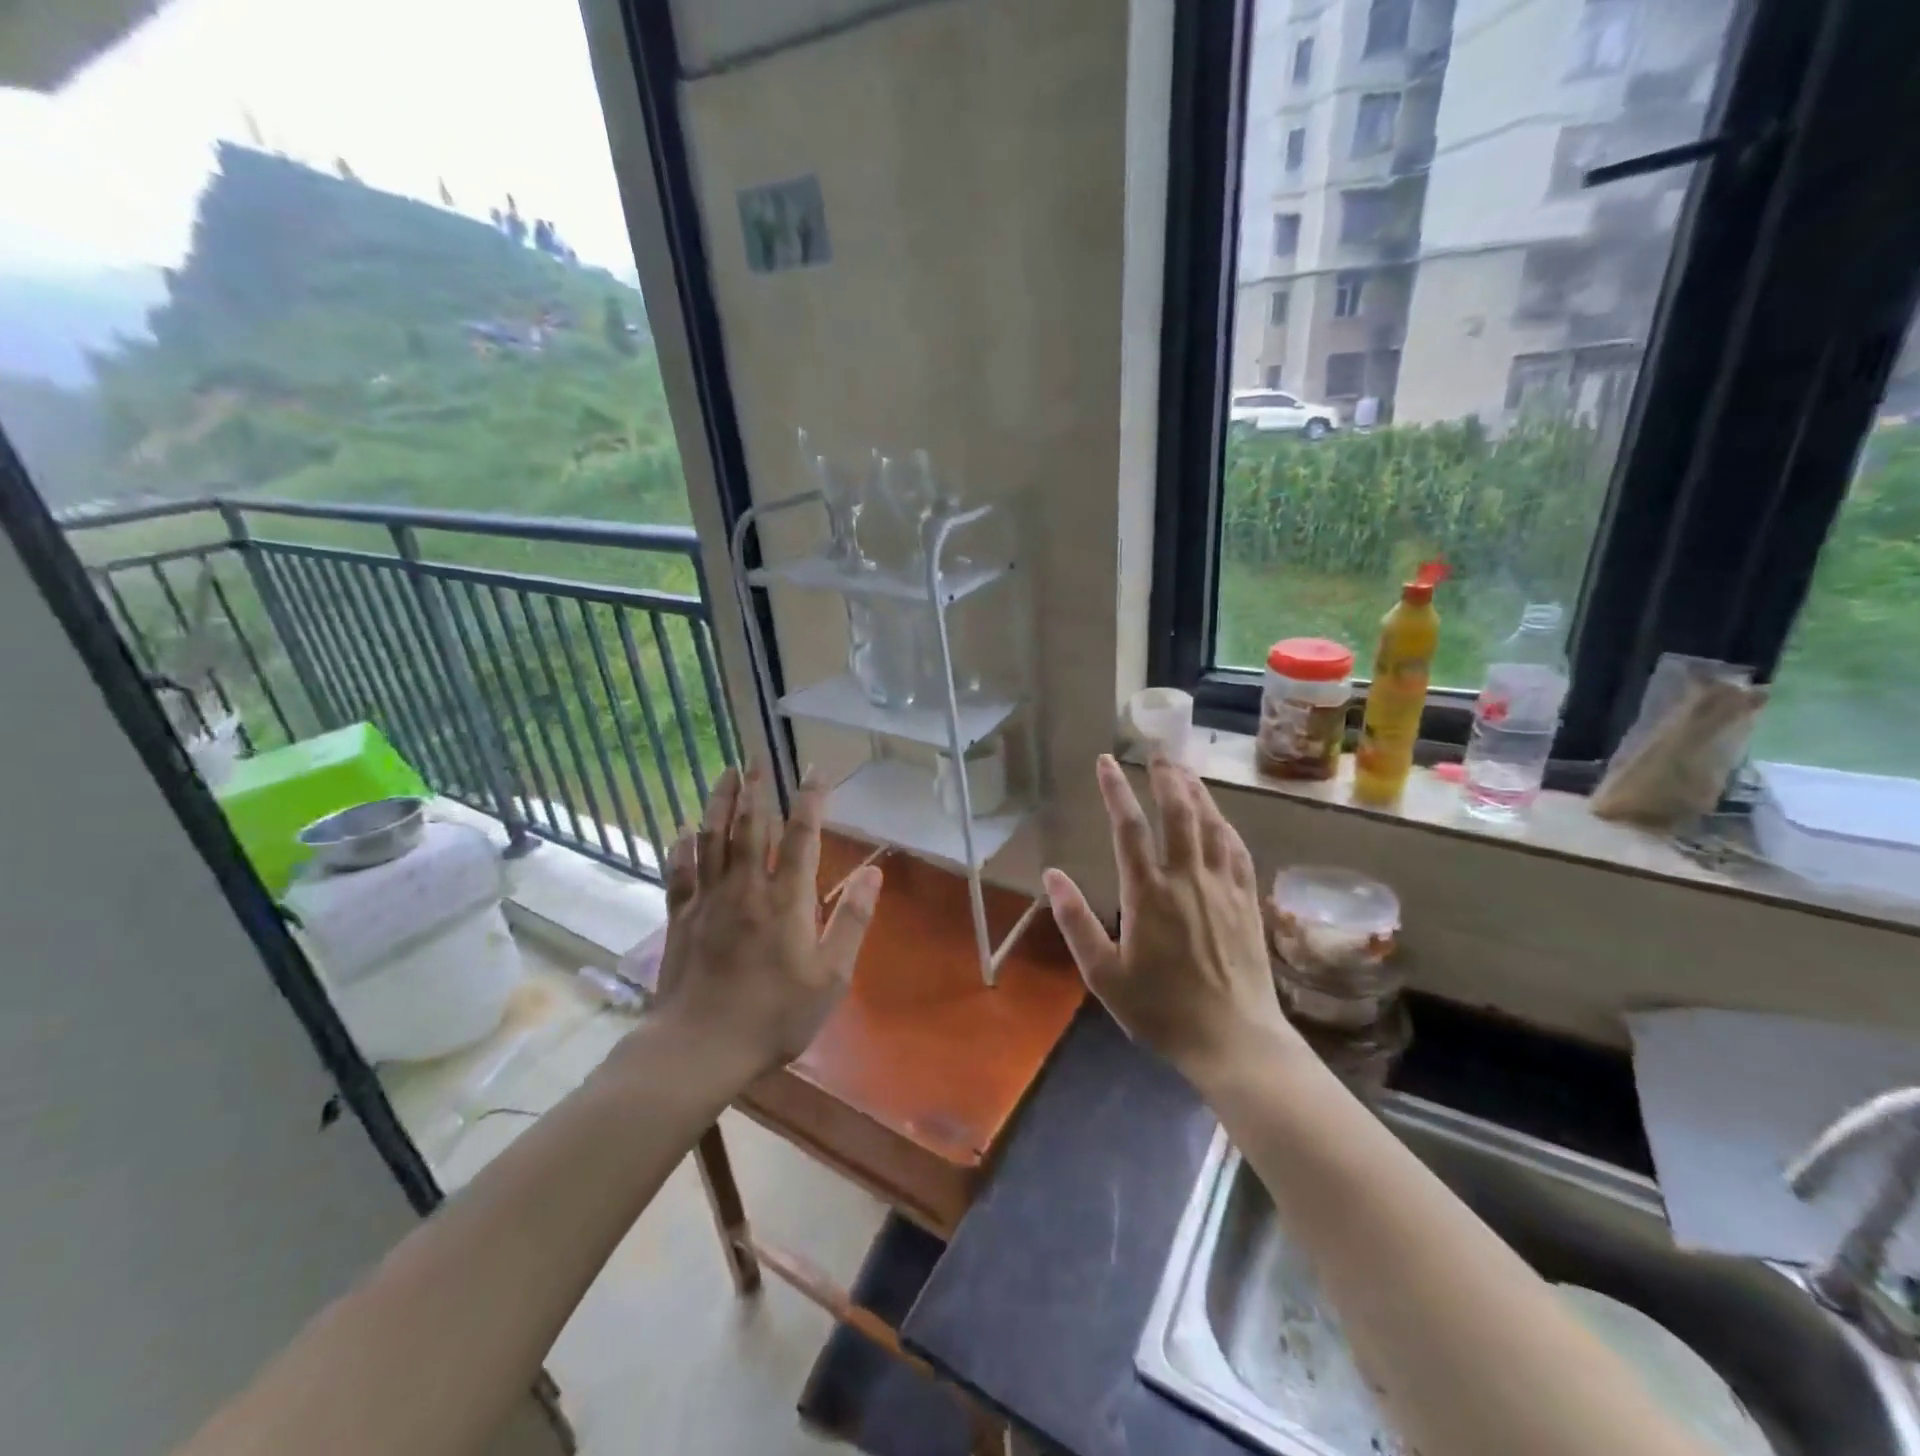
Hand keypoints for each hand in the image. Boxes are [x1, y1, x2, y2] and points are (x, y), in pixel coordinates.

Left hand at [650, 763, 881, 1077]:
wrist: (701, 1047)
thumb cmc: (775, 1015)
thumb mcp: (831, 976)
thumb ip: (853, 920)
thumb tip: (873, 872)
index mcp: (786, 900)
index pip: (801, 836)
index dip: (809, 801)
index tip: (813, 770)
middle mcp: (745, 888)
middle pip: (750, 827)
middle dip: (756, 789)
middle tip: (756, 757)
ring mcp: (708, 901)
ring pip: (712, 839)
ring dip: (719, 803)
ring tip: (725, 774)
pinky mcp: (680, 919)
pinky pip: (679, 874)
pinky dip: (681, 849)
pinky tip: (682, 833)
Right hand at [1043, 755, 1294, 1085]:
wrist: (1234, 1040)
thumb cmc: (1161, 1010)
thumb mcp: (1104, 975)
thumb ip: (1075, 922)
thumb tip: (1051, 875)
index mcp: (1148, 893)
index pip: (1128, 827)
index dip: (1116, 789)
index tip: (1107, 761)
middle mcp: (1187, 878)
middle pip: (1178, 812)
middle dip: (1166, 775)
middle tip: (1157, 750)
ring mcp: (1223, 887)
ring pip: (1211, 824)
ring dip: (1197, 791)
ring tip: (1185, 769)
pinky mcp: (1247, 901)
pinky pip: (1237, 849)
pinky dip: (1225, 824)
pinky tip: (1219, 818)